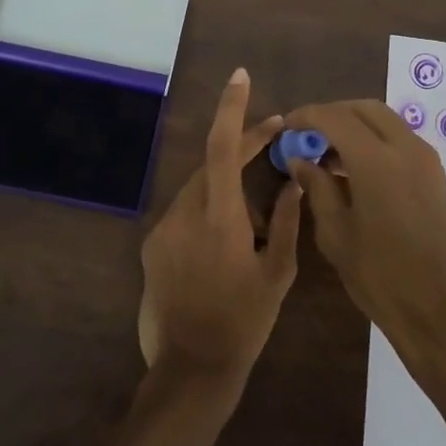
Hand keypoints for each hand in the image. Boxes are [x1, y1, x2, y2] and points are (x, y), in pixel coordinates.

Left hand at [138, 68, 301, 385]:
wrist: (191, 368)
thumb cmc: (244, 321)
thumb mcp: (278, 273)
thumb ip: (288, 222)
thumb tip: (294, 183)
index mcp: (220, 217)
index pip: (222, 147)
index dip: (232, 109)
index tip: (240, 77)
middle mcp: (184, 213)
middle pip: (211, 163)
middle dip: (241, 147)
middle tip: (273, 140)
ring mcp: (163, 230)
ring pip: (198, 188)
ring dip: (225, 186)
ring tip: (254, 216)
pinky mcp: (152, 246)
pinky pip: (184, 212)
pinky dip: (207, 211)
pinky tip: (225, 241)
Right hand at [284, 99, 445, 370]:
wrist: (441, 311)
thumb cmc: (380, 277)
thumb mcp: (336, 234)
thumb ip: (317, 187)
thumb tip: (300, 158)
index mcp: (376, 161)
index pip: (335, 117)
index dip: (307, 116)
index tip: (287, 126)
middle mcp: (406, 148)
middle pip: (365, 109)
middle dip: (333, 114)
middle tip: (308, 135)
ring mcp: (426, 160)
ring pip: (385, 121)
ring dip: (355, 126)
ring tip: (327, 154)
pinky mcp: (435, 175)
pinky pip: (400, 140)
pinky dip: (375, 140)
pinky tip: (354, 170)